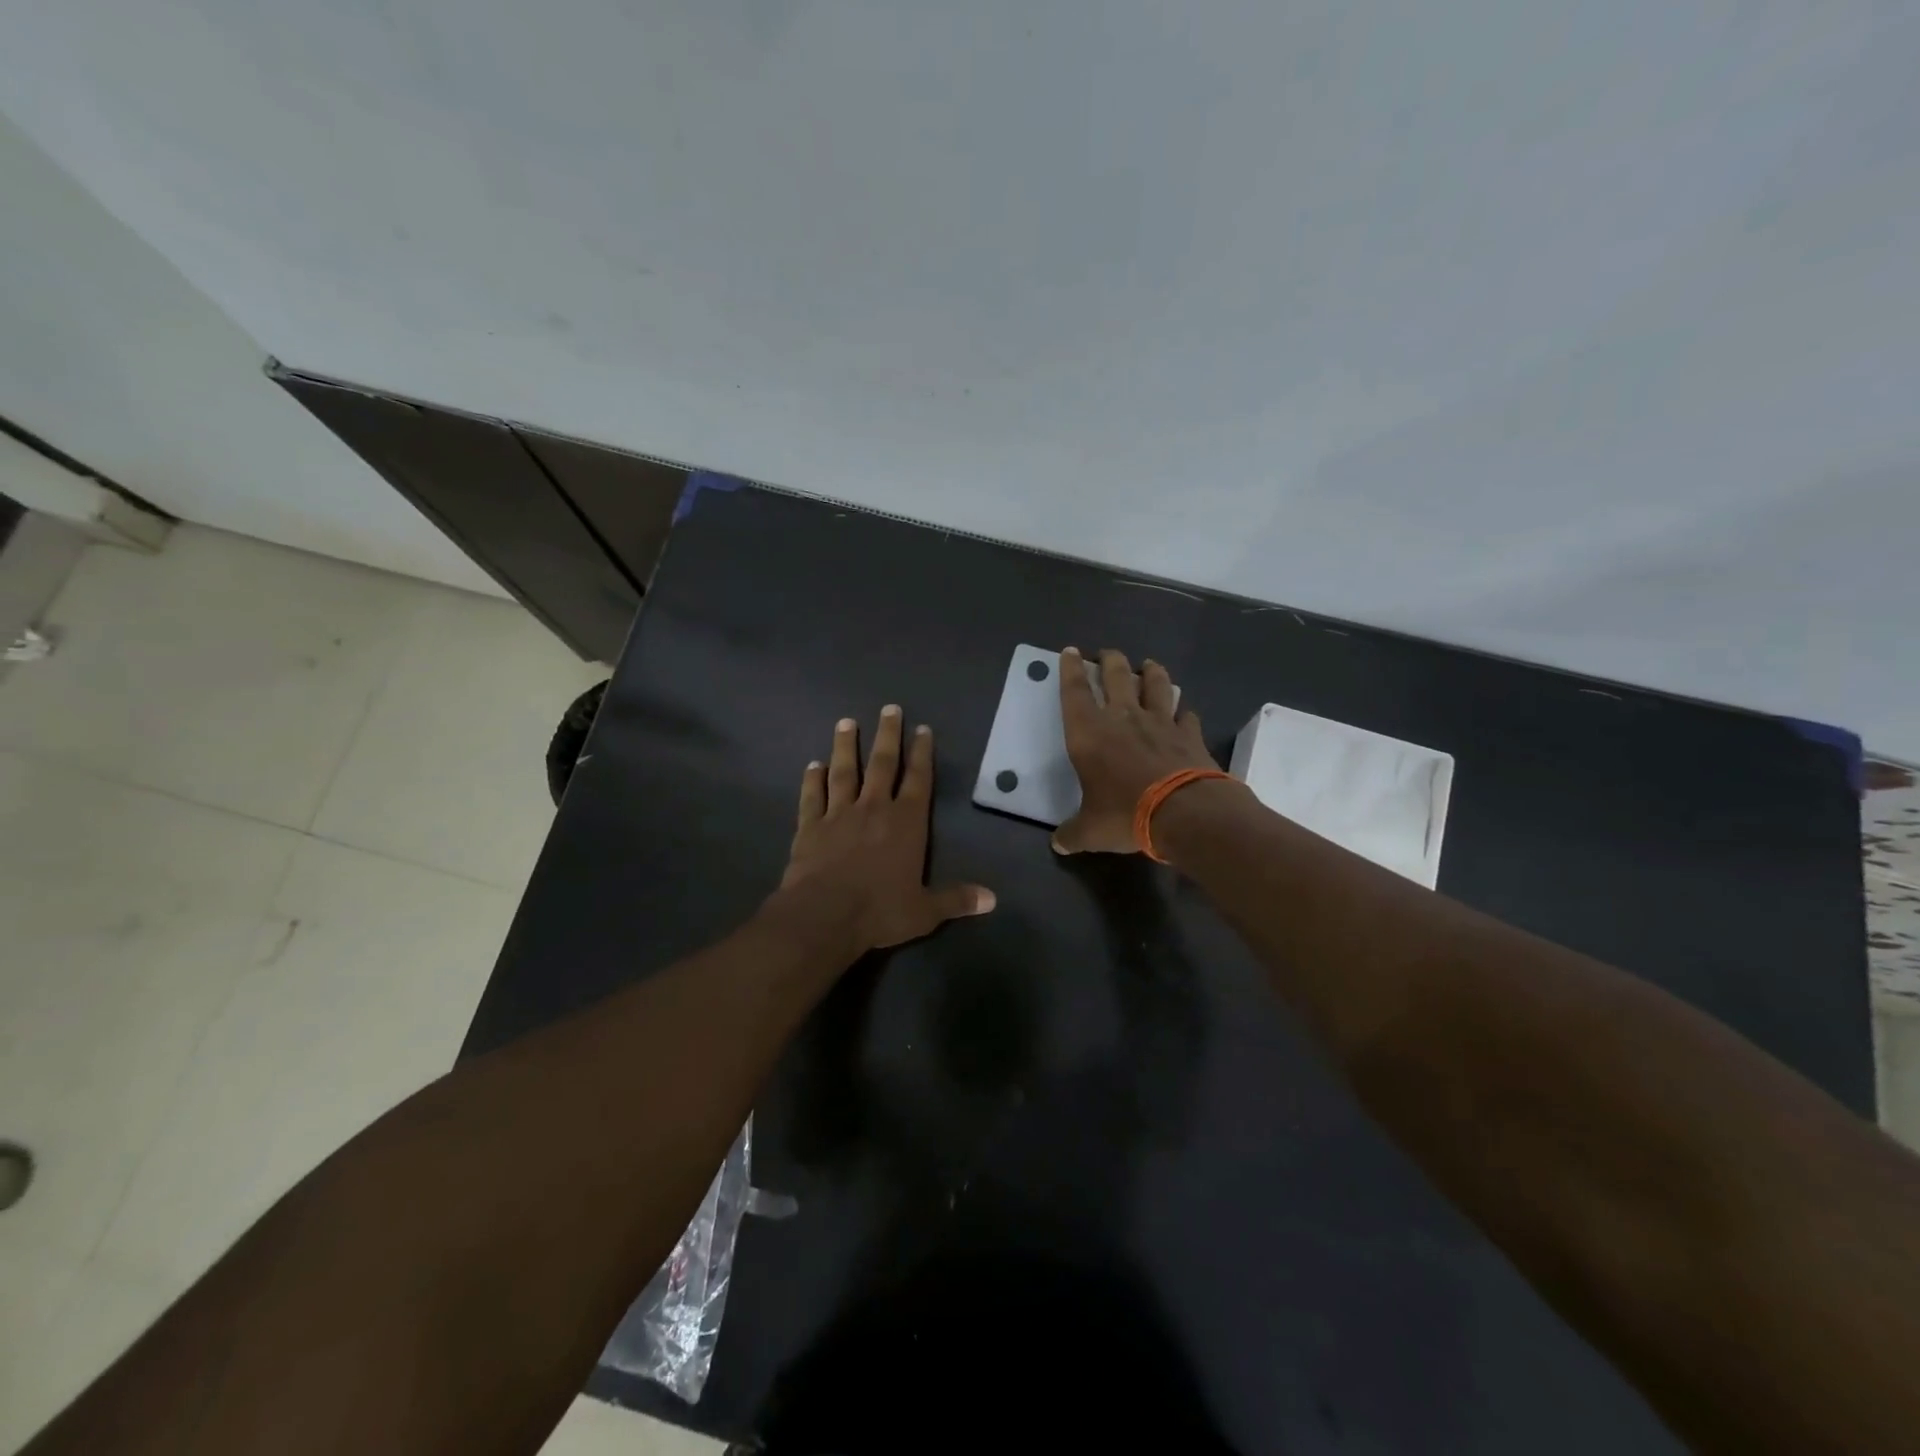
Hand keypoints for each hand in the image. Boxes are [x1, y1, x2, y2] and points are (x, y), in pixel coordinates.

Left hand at [778, 706, 995, 952]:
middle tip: (889, 708)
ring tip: (847, 722)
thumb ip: (956, 899)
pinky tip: (813, 765)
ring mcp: (839, 814)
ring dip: (846, 746)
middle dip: (888, 735)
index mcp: (906, 823)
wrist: (824, 916)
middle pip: (883, 764)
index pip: (918, 780)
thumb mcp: (925, 911)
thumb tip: (993, 899)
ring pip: (844, 772)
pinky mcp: (810, 826)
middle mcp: (874, 808)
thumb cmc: (879, 911)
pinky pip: (812, 796)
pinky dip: (812, 779)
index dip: (922, 754)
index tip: (922, 729)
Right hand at [1053, 647, 1219, 854]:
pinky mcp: (1189, 734)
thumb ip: (1073, 833)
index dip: (1070, 669)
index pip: (1075, 692)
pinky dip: (1183, 711)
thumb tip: (1059, 844)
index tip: (1070, 651)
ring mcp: (1160, 722)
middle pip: (1117, 676)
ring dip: (1152, 672)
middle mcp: (1123, 718)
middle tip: (1108, 653)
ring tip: (1149, 665)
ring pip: (1156, 685)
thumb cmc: (1126, 814)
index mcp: (1090, 733)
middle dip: (1110, 660)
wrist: (1185, 813)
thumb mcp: (1091, 831)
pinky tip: (1184, 713)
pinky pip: (1186, 714)